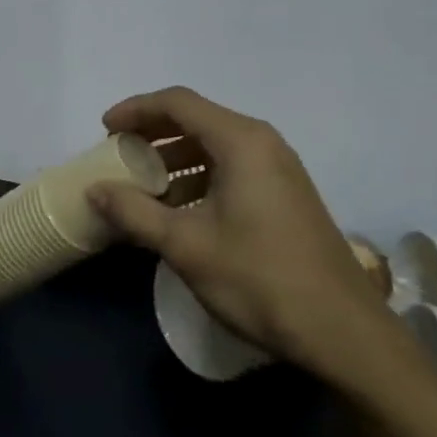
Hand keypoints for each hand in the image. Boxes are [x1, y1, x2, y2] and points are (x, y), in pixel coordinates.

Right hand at [91, 86, 390, 379]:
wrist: (343, 333)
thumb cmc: (259, 279)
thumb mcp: (185, 245)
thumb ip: (134, 211)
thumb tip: (94, 189)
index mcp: (240, 142)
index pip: (177, 103)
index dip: (135, 110)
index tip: (105, 130)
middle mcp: (262, 144)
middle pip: (196, 119)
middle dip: (152, 134)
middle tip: (117, 155)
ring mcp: (278, 169)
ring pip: (213, 146)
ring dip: (173, 159)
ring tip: (141, 188)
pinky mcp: (285, 195)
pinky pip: (231, 168)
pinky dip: (197, 178)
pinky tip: (178, 211)